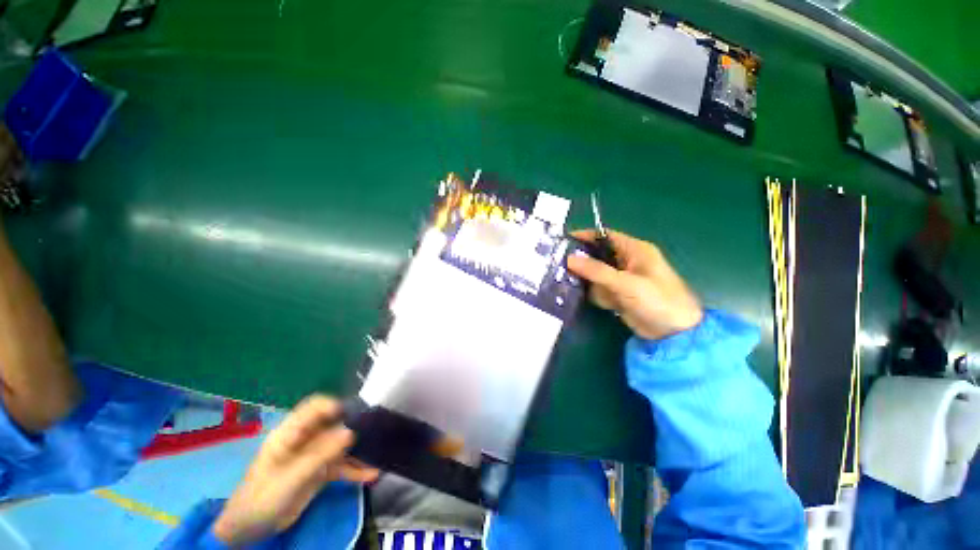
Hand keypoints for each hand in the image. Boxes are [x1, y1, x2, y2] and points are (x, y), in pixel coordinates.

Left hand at [213, 395, 379, 546]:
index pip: (313, 407)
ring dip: (358, 449)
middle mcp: (305, 439)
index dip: (333, 405)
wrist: (250, 530)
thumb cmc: (263, 498)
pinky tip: (371, 474)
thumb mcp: (291, 477)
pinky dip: (355, 469)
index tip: (354, 413)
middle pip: (333, 423)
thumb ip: (320, 454)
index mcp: (291, 433)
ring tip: (378, 452)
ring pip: (340, 444)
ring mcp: (313, 455)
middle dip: (354, 425)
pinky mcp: (319, 471)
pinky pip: (341, 465)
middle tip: (376, 430)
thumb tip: (350, 432)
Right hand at [567, 230, 702, 339]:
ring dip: (586, 280)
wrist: (674, 334)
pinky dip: (594, 293)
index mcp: (634, 250)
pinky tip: (588, 298)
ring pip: (595, 274)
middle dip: (581, 261)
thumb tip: (568, 259)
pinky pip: (599, 289)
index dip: (585, 236)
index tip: (563, 241)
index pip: (605, 236)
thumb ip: (596, 271)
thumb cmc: (657, 300)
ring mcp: (621, 279)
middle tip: (558, 265)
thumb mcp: (625, 283)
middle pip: (597, 255)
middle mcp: (626, 262)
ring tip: (567, 283)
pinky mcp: (618, 294)